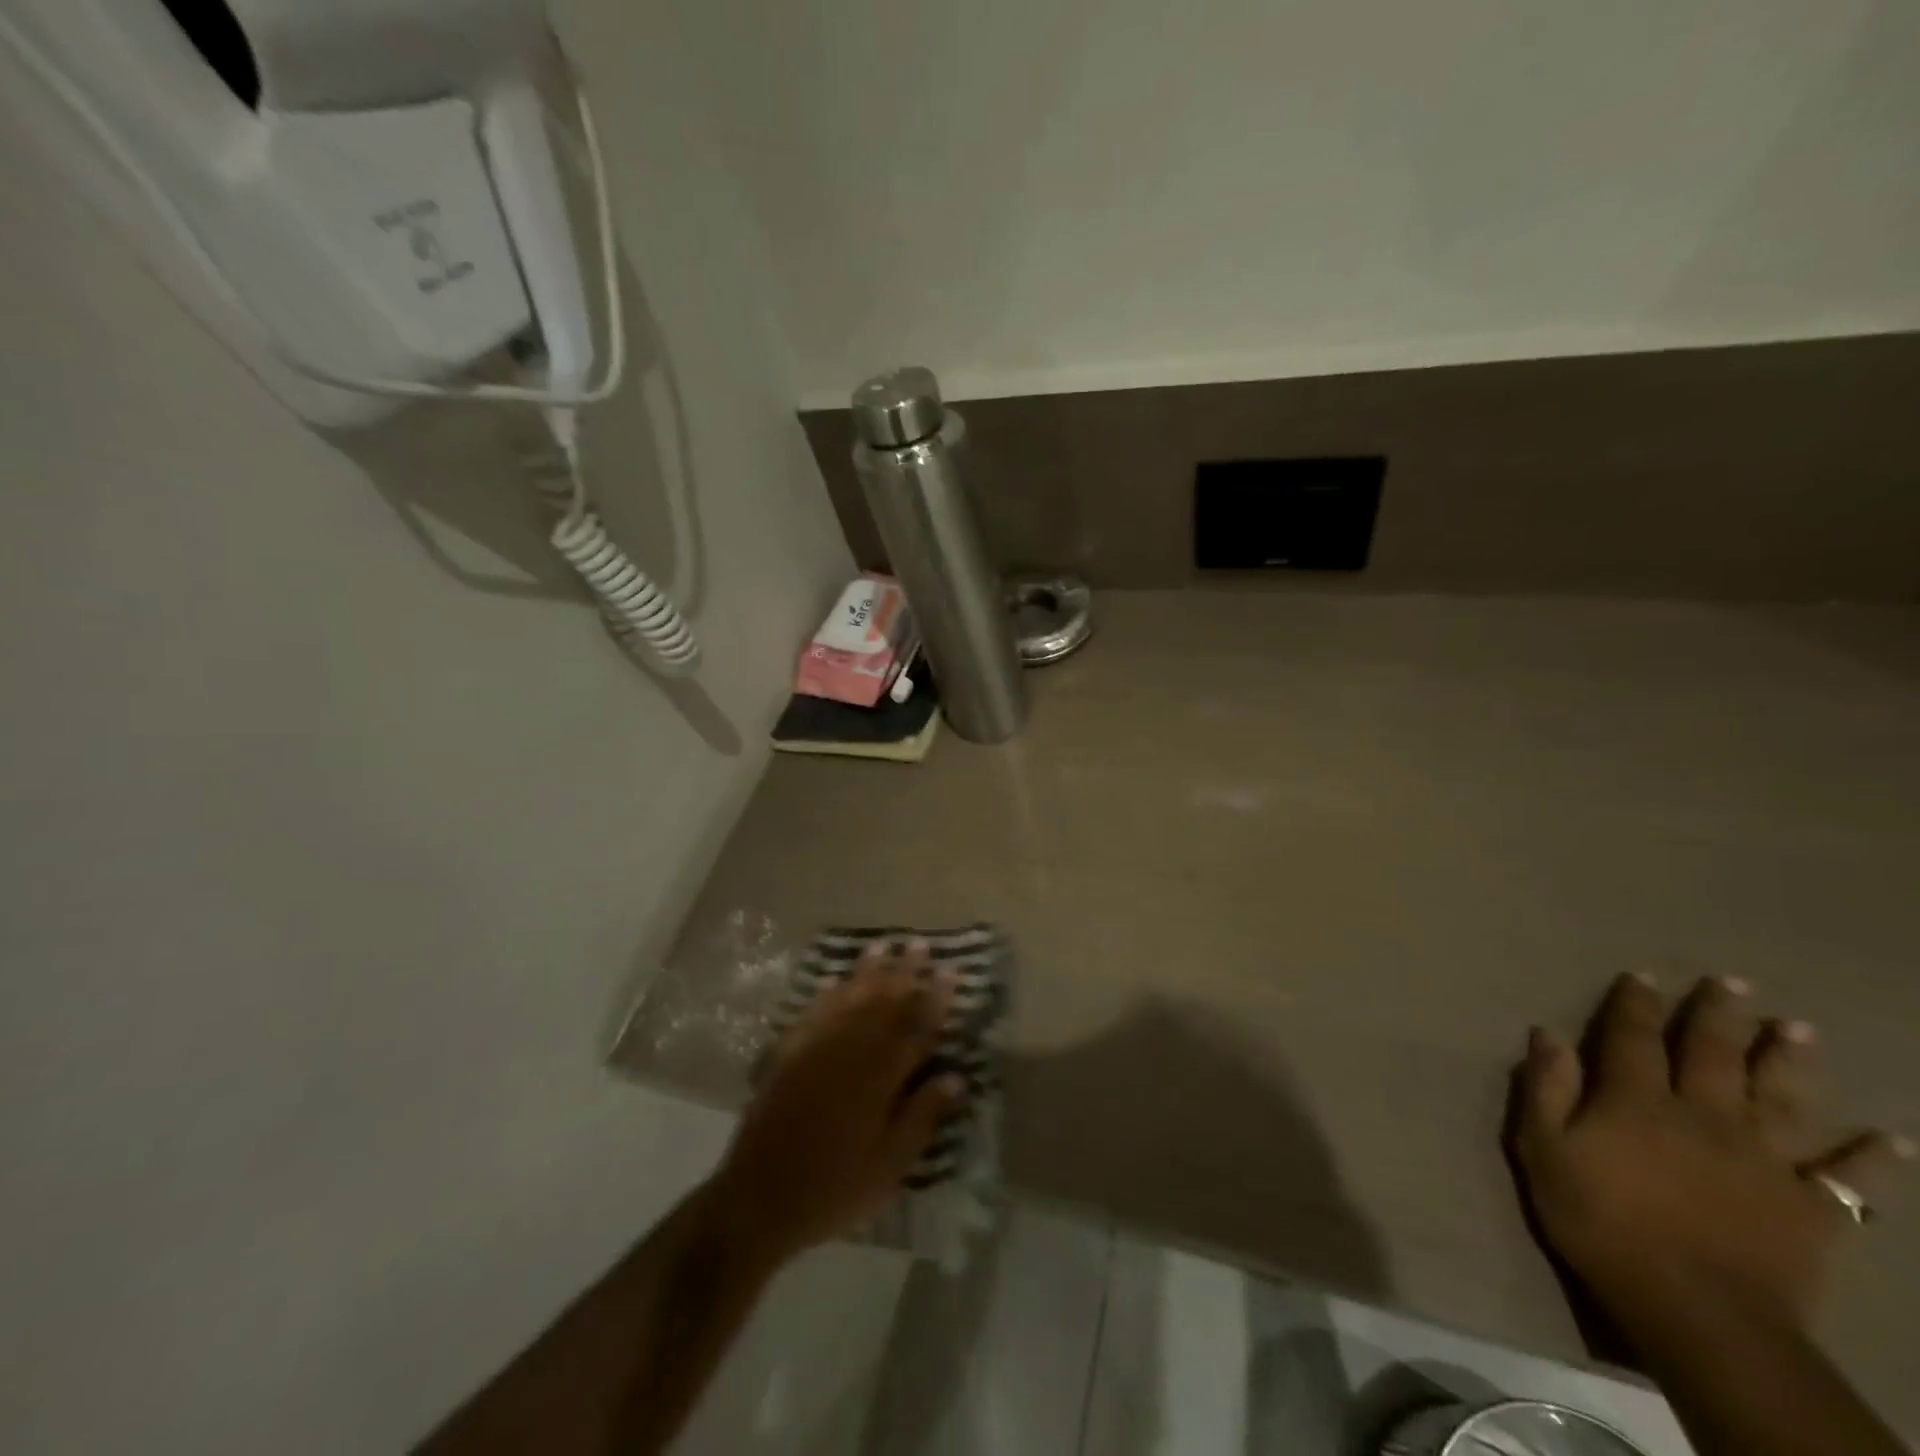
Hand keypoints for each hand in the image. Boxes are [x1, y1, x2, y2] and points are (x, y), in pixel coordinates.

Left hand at [709, 942, 960, 1265]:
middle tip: (919, 944)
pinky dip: (827, 994)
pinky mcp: (789, 1055)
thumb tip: (956, 1077)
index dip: (936, 998)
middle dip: (904, 972)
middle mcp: (850, 1051)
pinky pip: (814, 1013)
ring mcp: (816, 1048)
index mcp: (881, 1077)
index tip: (951, 971)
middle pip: (883, 1002)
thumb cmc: (835, 1188)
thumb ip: (922, 1117)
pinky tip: (835, 980)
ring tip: (882, 945)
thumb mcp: (890, 1166)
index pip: (916, 1027)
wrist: (760, 1198)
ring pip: (849, 998)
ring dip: (867, 971)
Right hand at [1511, 974, 1911, 1333]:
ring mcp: (1763, 1162)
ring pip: (1781, 1100)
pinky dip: (1872, 1160)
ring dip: (1791, 1062)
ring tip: (1800, 1029)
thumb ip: (1546, 1089)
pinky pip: (1850, 1182)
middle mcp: (1703, 1116)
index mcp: (1637, 1101)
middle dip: (1721, 1016)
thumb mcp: (1544, 1150)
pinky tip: (1893, 1141)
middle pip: (1714, 1056)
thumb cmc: (1600, 1221)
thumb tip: (1547, 1034)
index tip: (1643, 976)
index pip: (1634, 1039)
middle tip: (1735, 982)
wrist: (1695, 1309)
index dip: (1637, 1005)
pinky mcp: (1809, 1209)